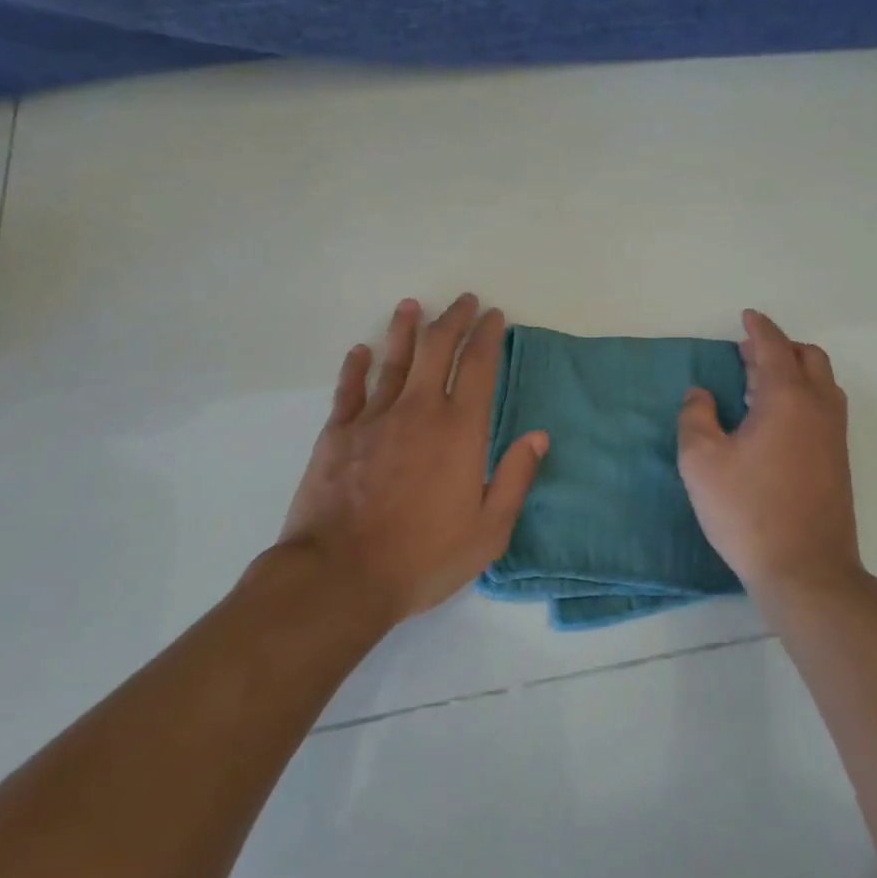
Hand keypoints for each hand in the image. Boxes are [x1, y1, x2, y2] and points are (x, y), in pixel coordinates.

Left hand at [277, 294, 548, 626]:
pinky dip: (356, 366)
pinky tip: (360, 350)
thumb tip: (538, 436)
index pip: (478, 366)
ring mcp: (374, 418)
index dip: (488, 335)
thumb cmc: (422, 558)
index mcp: (460, 430)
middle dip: (453, 319)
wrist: (340, 576)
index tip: (494, 316)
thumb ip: (515, 478)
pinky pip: (349, 388)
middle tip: (464, 301)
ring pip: (393, 359)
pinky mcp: (338, 433)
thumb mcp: (488, 531)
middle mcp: (419, 410)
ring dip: (405, 328)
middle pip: (437, 348)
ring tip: (412, 306)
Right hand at [677, 309, 862, 606]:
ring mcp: (834, 436)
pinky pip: (825, 407)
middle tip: (747, 354)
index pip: (774, 348)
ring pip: (823, 382)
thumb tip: (701, 395)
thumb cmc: (748, 511)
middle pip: (809, 357)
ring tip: (760, 385)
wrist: (806, 571)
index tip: (746, 316)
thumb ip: (695, 418)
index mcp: (787, 398)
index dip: (759, 328)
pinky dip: (804, 395)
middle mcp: (819, 408)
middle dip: (779, 347)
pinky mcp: (838, 461)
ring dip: (795, 371)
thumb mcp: (701, 462)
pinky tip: (776, 420)